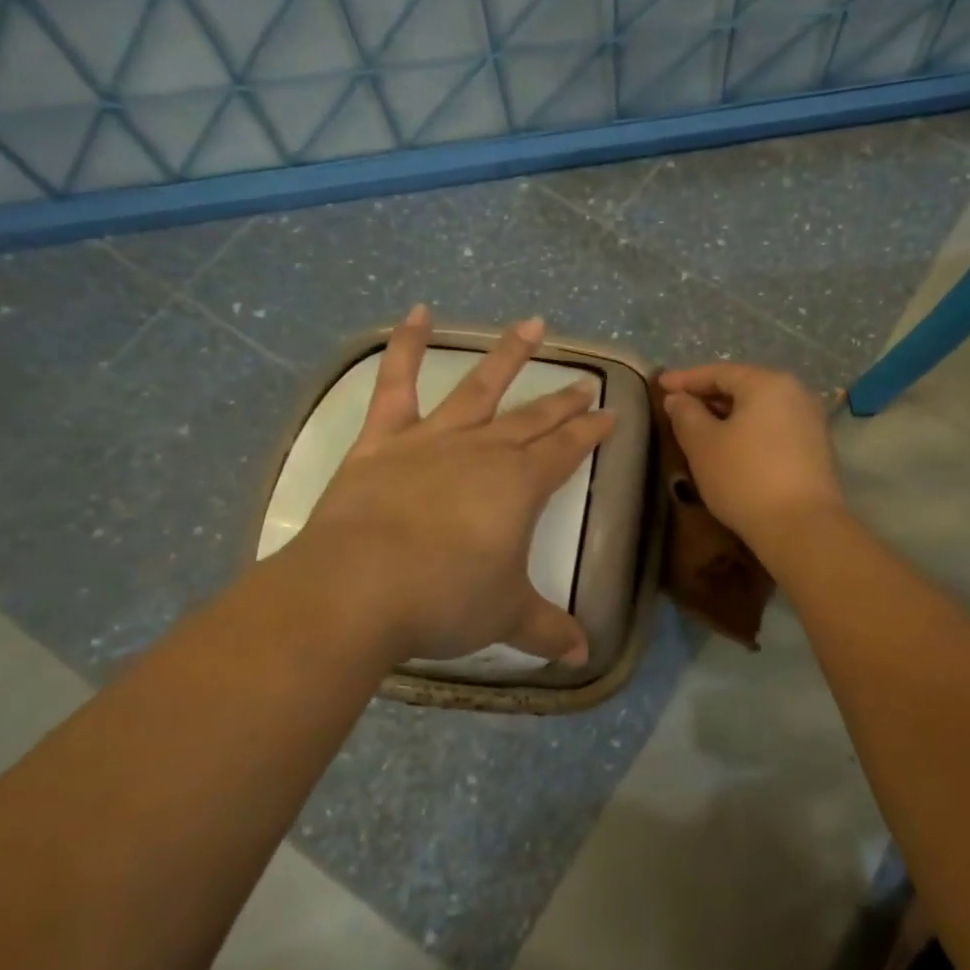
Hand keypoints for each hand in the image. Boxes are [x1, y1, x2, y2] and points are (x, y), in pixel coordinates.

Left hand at [277, 308, 613, 664]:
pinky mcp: (384, 442)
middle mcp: (485, 451)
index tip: (610, 416)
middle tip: (586, 384)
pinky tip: (416, 312)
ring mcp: (434, 440)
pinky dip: (404, 346)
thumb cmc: (444, 600)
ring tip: (532, 324)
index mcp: (521, 486)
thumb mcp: (506, 617)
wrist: (358, 588)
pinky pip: (395, 385)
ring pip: (480, 388)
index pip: (568, 451)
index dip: (591, 433)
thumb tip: (583, 657)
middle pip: (534, 419)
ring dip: (508, 356)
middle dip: (563, 402)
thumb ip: (547, 630)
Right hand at [659, 363, 843, 546]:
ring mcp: (810, 421)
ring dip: (728, 416)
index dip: (686, 378)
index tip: (660, 384)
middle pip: (743, 387)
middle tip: (678, 406)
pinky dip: (748, 432)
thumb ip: (686, 415)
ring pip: (759, 409)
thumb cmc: (745, 478)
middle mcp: (796, 393)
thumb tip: (678, 399)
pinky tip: (731, 448)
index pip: (719, 372)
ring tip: (700, 428)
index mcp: (768, 383)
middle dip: (708, 396)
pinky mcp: (816, 450)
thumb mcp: (703, 445)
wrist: (802, 528)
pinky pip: (773, 429)